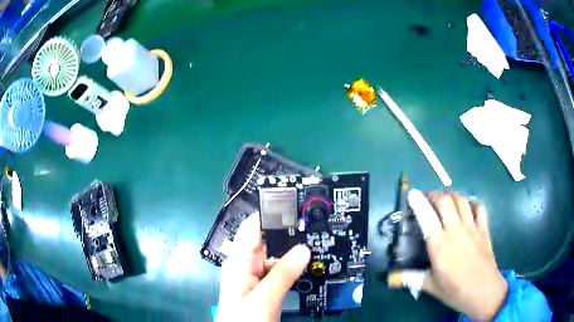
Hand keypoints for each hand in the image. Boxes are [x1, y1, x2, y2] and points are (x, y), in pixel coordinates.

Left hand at [216, 213, 310, 321]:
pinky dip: (292, 266)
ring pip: (275, 256)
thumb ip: (283, 274)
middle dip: (288, 231)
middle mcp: (246, 264)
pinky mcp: (264, 287)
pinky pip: (279, 270)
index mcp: (239, 261)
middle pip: (266, 239)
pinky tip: (308, 265)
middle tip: (315, 223)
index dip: (272, 212)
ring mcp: (255, 276)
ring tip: (317, 241)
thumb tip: (304, 248)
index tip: (296, 205)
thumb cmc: (244, 320)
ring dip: (292, 249)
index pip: (252, 226)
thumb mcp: (264, 298)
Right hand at [408, 190, 507, 320]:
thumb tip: (391, 278)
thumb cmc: (456, 291)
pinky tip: (467, 208)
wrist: (484, 292)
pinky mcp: (484, 229)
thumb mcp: (431, 287)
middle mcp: (455, 230)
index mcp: (439, 245)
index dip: (418, 202)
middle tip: (428, 199)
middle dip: (434, 194)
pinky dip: (471, 203)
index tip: (412, 194)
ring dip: (451, 195)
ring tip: (445, 201)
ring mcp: (472, 228)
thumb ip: (411, 278)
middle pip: (445, 200)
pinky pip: (479, 208)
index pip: (426, 216)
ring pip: (461, 200)